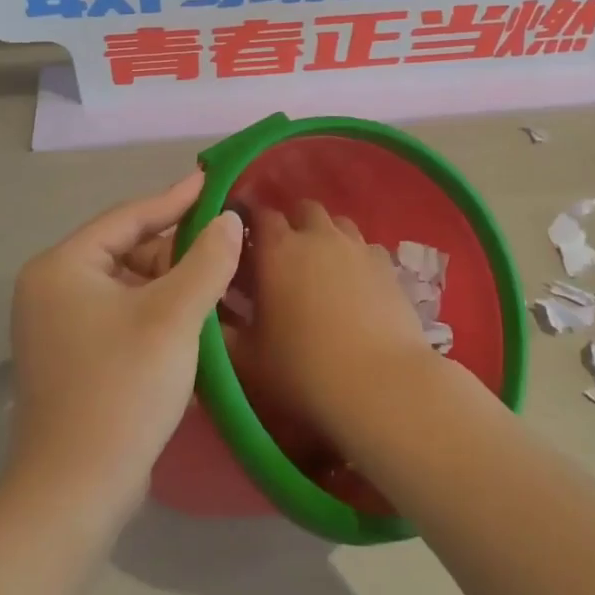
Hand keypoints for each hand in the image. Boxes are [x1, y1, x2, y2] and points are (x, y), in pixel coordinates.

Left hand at [8, 172, 241, 527]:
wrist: (75, 493)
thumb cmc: (122, 389)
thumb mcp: (174, 316)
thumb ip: (207, 260)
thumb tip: (229, 220)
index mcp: (63, 267)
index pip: (129, 217)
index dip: (176, 199)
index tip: (214, 181)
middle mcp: (53, 288)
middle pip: (129, 251)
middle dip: (180, 251)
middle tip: (229, 244)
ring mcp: (59, 326)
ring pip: (130, 286)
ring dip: (175, 285)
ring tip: (223, 283)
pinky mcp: (74, 358)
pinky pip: (124, 315)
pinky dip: (159, 312)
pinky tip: (198, 318)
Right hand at [232, 201, 438, 436]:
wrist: (380, 385)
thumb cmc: (304, 370)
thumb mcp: (246, 358)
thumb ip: (221, 330)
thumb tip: (208, 313)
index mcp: (277, 249)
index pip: (258, 214)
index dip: (249, 224)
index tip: (241, 245)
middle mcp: (318, 235)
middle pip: (302, 209)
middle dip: (291, 224)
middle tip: (282, 258)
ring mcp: (356, 246)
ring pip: (337, 223)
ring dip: (324, 236)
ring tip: (320, 268)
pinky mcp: (387, 264)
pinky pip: (364, 246)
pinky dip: (354, 256)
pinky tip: (354, 284)